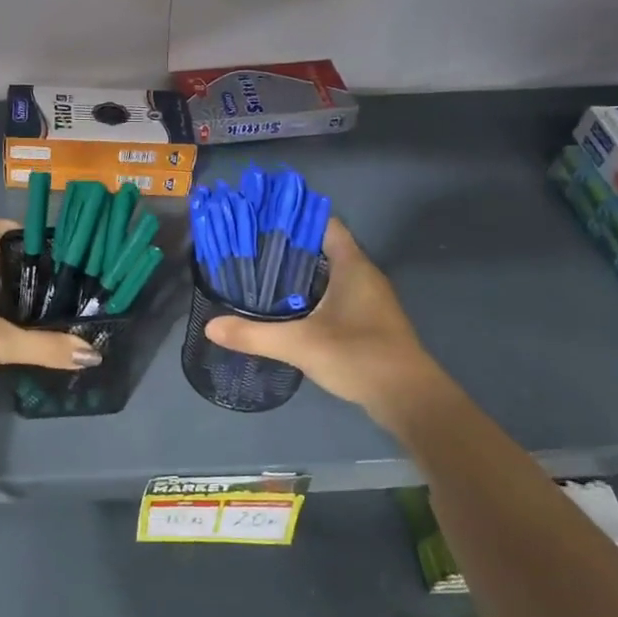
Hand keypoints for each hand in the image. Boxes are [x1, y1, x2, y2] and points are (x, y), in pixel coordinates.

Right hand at [203, 218, 448, 430]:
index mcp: (352, 266)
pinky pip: (334, 296)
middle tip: (248, 249)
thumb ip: (254, 334)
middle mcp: (362, 276)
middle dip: (288, 247)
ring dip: (298, 273)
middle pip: (323, 248)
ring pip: (328, 274)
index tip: (260, 219)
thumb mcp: (300, 344)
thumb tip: (210, 326)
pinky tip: (285, 309)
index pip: (324, 224)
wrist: (408, 398)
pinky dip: (310, 296)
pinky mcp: (366, 322)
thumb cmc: (359, 356)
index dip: (294, 218)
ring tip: (259, 275)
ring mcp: (367, 300)